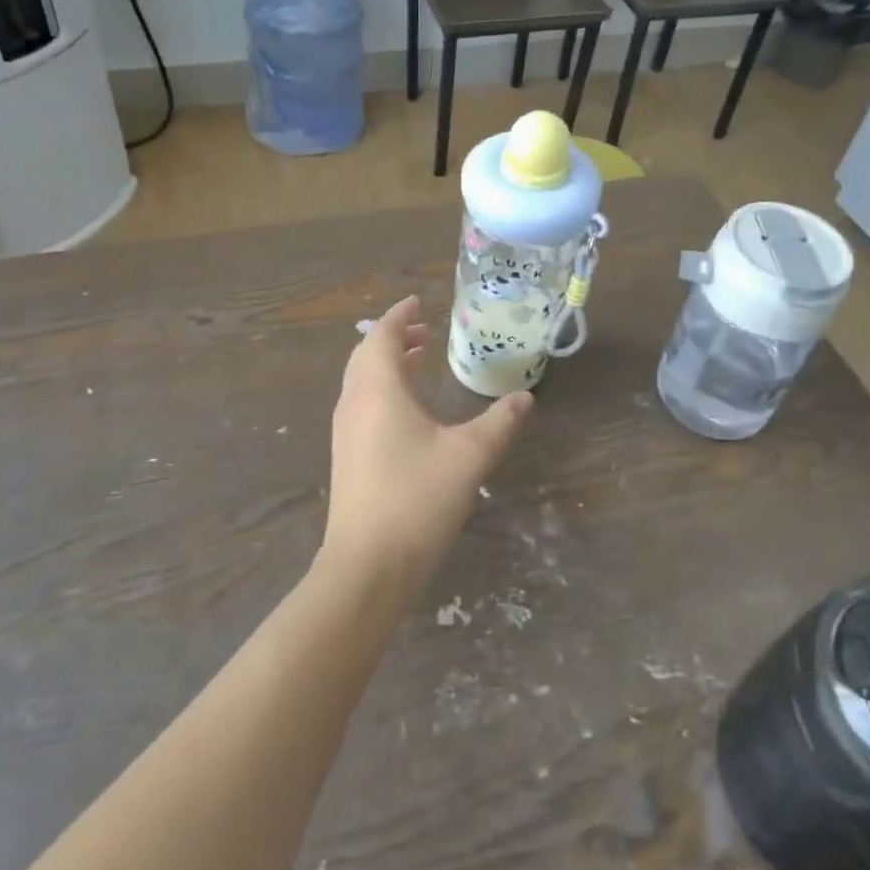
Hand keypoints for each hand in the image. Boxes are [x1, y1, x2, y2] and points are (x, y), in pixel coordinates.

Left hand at [322, 297, 532, 592]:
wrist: (367, 566)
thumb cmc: (417, 500)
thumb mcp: (468, 457)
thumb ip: (499, 423)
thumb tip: (525, 397)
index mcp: (377, 390)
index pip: (380, 335)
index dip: (399, 316)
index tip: (418, 302)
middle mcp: (353, 403)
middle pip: (366, 355)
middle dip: (393, 337)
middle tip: (425, 330)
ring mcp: (345, 432)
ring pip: (361, 381)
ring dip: (386, 363)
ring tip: (417, 360)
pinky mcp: (346, 457)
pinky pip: (361, 404)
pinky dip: (381, 388)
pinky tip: (407, 409)